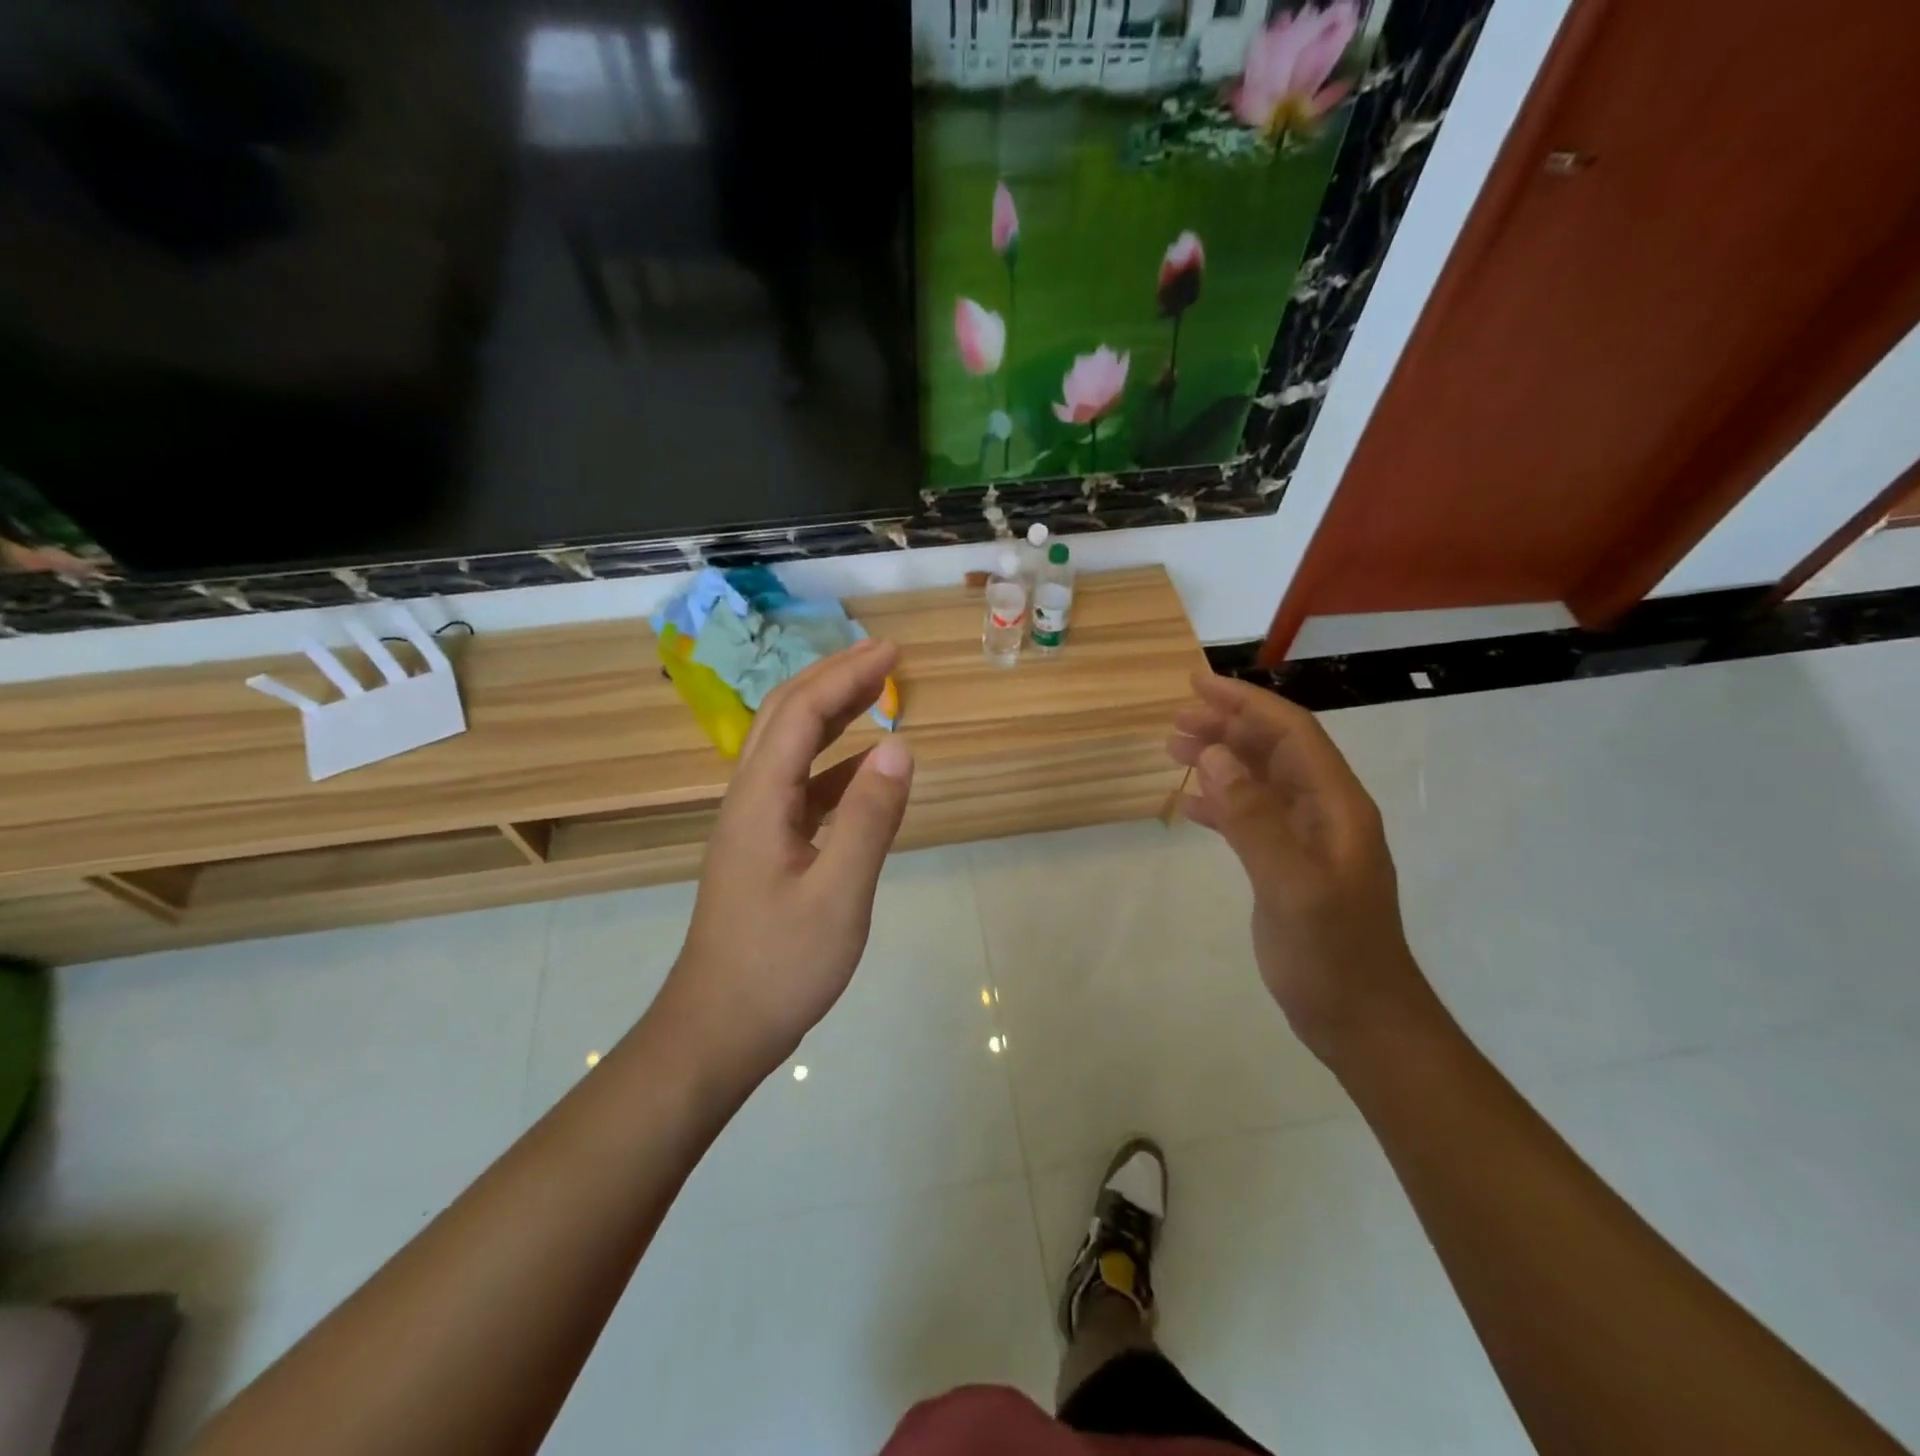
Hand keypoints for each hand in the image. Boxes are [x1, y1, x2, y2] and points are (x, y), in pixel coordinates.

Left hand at [664, 640, 913, 1083]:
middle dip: (833, 678)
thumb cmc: (780, 966)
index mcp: (760, 799)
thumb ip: (869, 818)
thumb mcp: (839, 894)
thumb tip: (900, 747)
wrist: (719, 1029)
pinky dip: (833, 765)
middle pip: (785, 717)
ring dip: (830, 714)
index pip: (801, 713)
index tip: (892, 652)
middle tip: (884, 657)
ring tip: (875, 694)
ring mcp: (753, 825)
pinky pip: (799, 787)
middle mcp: (748, 799)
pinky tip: (864, 771)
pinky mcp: (764, 849)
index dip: (846, 674)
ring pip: (789, 749)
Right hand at [1168, 673, 1434, 1067]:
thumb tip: (1215, 755)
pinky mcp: (1289, 868)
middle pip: (1274, 750)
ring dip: (1222, 760)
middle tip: (1175, 723)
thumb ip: (1253, 818)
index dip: (1246, 703)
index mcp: (1337, 806)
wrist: (1363, 1023)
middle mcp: (1325, 813)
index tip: (1197, 686)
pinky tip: (1191, 805)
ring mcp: (1308, 842)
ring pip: (1261, 781)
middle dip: (1228, 727)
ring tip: (1174, 751)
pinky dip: (1222, 802)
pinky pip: (1253, 818)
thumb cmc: (1333, 956)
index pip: (1292, 733)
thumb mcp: (1292, 885)